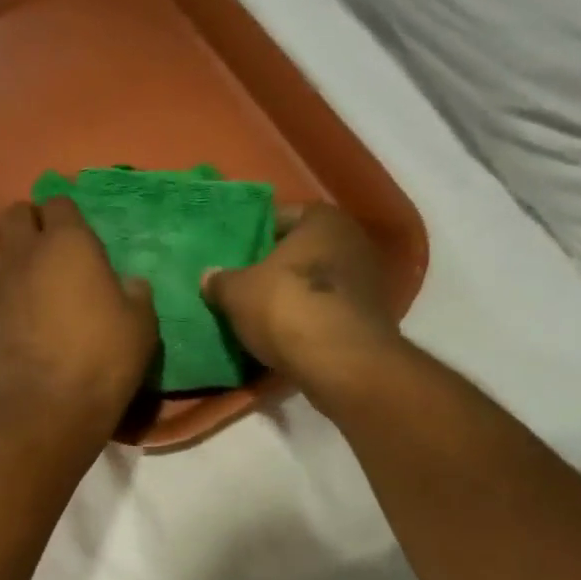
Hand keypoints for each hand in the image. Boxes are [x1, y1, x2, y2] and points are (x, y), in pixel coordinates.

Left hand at [0, 197, 157, 440]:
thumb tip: (130, 283)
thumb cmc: (101, 359)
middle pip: (15, 213)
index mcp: (68, 243)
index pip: (58, 202)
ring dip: (6, 246)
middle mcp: (24, 252)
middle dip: (31, 220)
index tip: (77, 230)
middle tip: (49, 245)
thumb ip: (135, 295)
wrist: (43, 406)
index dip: (67, 213)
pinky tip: (14, 306)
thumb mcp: (140, 326)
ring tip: (25, 269)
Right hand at [203, 203, 403, 416]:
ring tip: (262, 310)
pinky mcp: (371, 316)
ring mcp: (368, 280)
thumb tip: (209, 276)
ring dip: (295, 293)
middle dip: (277, 265)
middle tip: (245, 281)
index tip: (236, 254)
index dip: (256, 234)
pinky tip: (288, 333)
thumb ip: (221, 280)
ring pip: (318, 280)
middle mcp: (352, 240)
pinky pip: (330, 309)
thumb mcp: (237, 293)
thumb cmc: (287, 307)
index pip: (282, 216)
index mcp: (322, 220)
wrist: (343, 363)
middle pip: (303, 249)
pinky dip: (311, 317)